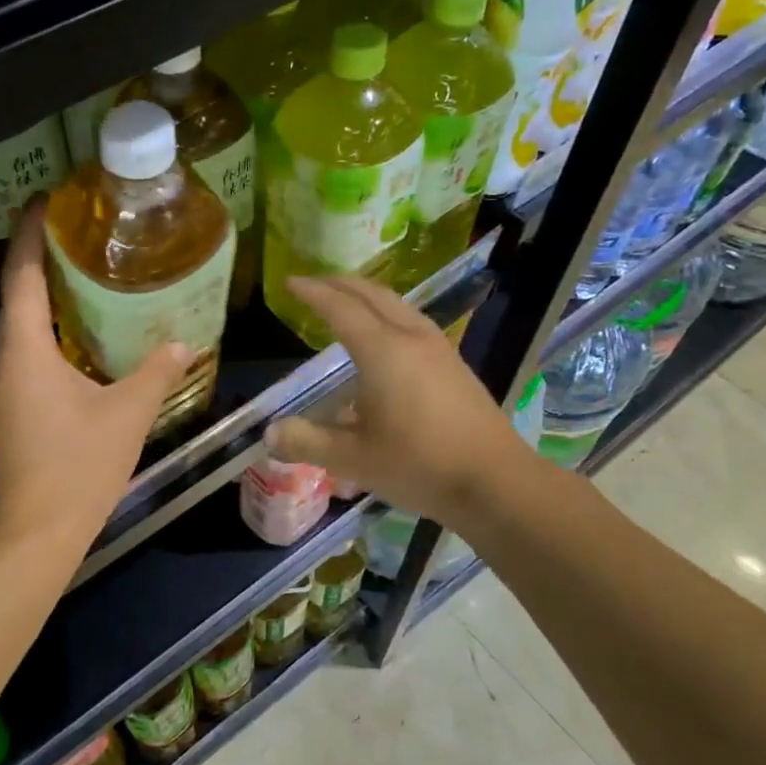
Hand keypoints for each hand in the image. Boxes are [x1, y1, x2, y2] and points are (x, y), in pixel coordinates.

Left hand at [0, 205, 188, 561]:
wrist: (37, 532)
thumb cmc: (79, 467)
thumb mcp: (128, 415)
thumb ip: (157, 373)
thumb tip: (185, 343)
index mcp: (24, 350)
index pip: (21, 275)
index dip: (30, 234)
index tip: (46, 200)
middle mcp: (3, 360)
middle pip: (16, 294)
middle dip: (40, 258)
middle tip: (78, 231)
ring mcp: (1, 385)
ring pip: (19, 325)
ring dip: (44, 295)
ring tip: (82, 273)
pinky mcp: (8, 407)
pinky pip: (24, 351)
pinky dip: (47, 330)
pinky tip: (79, 334)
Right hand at [264, 275, 532, 531]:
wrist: (495, 481)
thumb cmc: (419, 465)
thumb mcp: (353, 459)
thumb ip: (307, 442)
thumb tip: (269, 434)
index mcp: (383, 351)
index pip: (340, 309)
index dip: (313, 293)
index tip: (290, 282)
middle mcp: (411, 338)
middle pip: (372, 294)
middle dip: (340, 284)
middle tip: (314, 284)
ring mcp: (439, 349)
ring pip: (398, 305)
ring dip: (367, 297)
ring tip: (346, 304)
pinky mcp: (454, 365)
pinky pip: (412, 322)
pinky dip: (387, 315)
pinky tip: (384, 341)